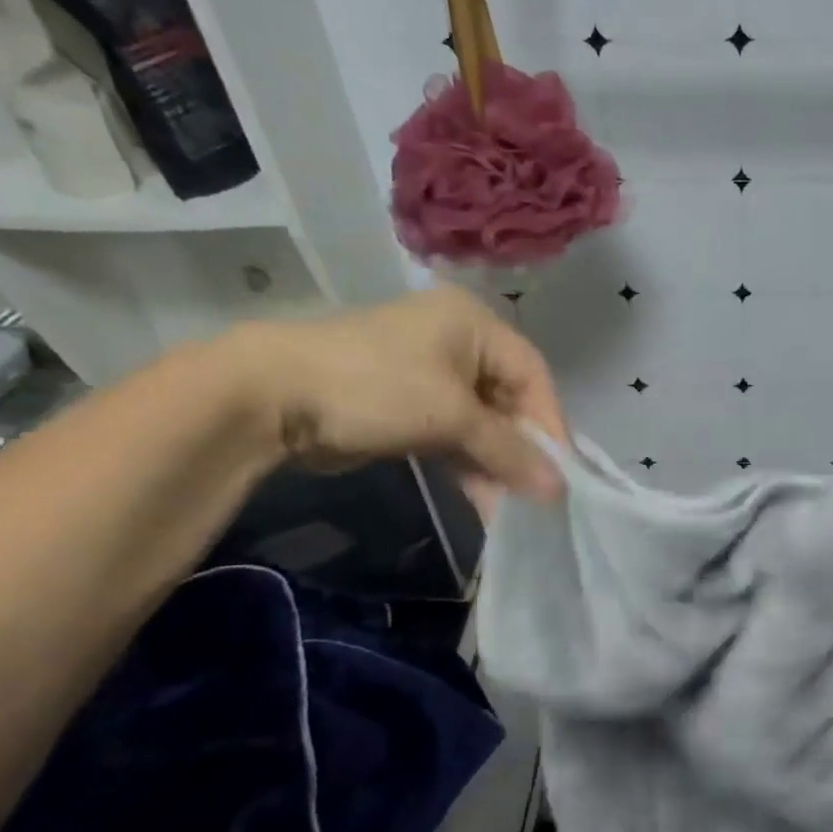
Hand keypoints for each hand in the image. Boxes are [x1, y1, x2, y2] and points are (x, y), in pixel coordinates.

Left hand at [234, 286, 564, 501]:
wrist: (272, 397)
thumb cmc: (377, 387)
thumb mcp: (452, 417)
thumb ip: (509, 452)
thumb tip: (559, 490)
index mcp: (474, 324)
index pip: (532, 375)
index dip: (549, 424)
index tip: (560, 471)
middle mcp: (458, 343)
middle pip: (509, 402)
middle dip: (521, 450)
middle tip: (536, 493)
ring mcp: (431, 376)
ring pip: (482, 424)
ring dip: (496, 465)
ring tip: (510, 506)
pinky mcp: (410, 407)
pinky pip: (455, 437)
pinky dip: (469, 465)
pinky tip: (484, 500)